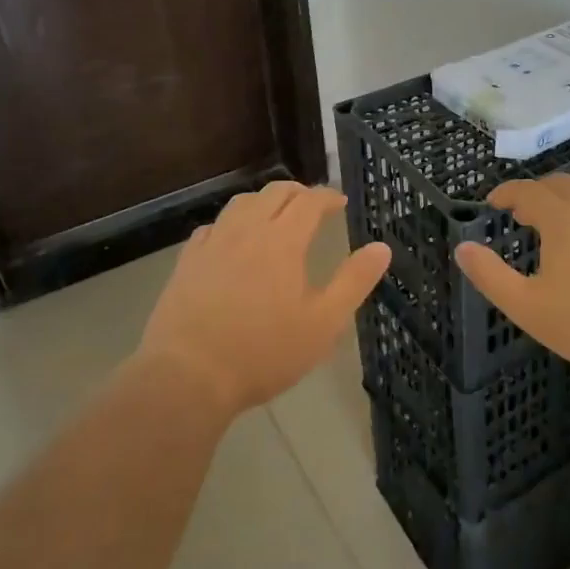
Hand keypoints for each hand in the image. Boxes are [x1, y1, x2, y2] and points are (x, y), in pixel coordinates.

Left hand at [138, 181, 390, 417]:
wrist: (188, 375)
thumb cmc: (264, 352)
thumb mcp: (323, 323)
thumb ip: (354, 281)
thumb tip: (381, 247)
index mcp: (283, 240)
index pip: (310, 201)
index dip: (328, 196)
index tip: (340, 202)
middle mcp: (247, 230)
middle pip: (275, 193)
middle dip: (298, 192)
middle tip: (312, 206)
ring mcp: (213, 243)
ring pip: (241, 203)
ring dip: (264, 201)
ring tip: (275, 215)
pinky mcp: (188, 261)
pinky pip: (213, 226)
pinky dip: (232, 223)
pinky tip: (232, 240)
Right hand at [456, 174, 569, 380]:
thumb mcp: (528, 307)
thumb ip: (490, 276)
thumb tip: (462, 248)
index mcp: (564, 218)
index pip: (528, 190)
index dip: (507, 192)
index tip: (493, 202)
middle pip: (560, 184)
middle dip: (536, 192)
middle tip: (521, 212)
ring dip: (566, 202)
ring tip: (554, 227)